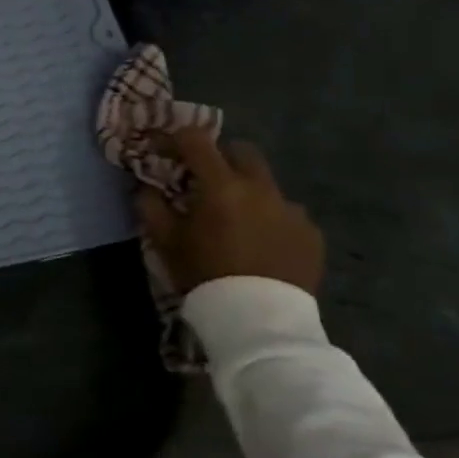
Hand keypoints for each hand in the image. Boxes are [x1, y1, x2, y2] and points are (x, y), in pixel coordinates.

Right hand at [136, 128, 324, 295]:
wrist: (258, 319)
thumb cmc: (204, 273)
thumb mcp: (164, 240)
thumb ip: (151, 205)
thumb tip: (146, 186)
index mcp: (221, 186)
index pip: (196, 141)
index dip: (175, 138)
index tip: (162, 149)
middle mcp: (260, 189)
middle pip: (242, 151)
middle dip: (221, 158)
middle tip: (204, 180)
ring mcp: (292, 210)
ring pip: (267, 184)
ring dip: (248, 191)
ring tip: (236, 219)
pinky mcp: (311, 233)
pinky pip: (287, 213)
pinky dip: (270, 218)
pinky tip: (261, 242)